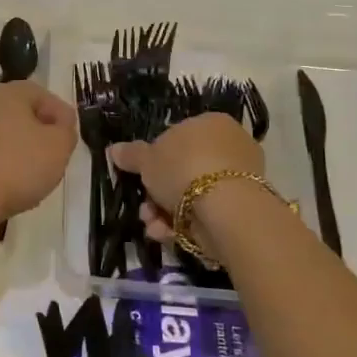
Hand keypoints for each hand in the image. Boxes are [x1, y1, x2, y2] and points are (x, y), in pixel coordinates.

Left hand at [0, 80, 76, 221]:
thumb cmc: (15, 167)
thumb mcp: (59, 147)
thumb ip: (65, 131)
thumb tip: (58, 126)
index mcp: (7, 92)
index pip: (41, 94)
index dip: (59, 114)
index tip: (69, 137)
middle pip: (16, 111)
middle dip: (36, 130)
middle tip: (51, 155)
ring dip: (14, 147)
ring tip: (29, 175)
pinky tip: (4, 184)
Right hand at [110, 114, 262, 249]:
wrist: (224, 207)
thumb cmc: (183, 168)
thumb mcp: (147, 159)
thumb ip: (131, 154)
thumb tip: (114, 149)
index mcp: (210, 123)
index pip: (179, 137)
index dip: (156, 159)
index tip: (142, 177)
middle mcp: (230, 145)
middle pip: (184, 170)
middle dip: (159, 192)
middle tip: (144, 207)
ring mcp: (240, 178)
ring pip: (193, 195)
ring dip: (165, 212)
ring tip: (151, 224)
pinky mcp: (243, 208)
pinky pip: (207, 212)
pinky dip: (184, 224)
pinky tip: (165, 233)